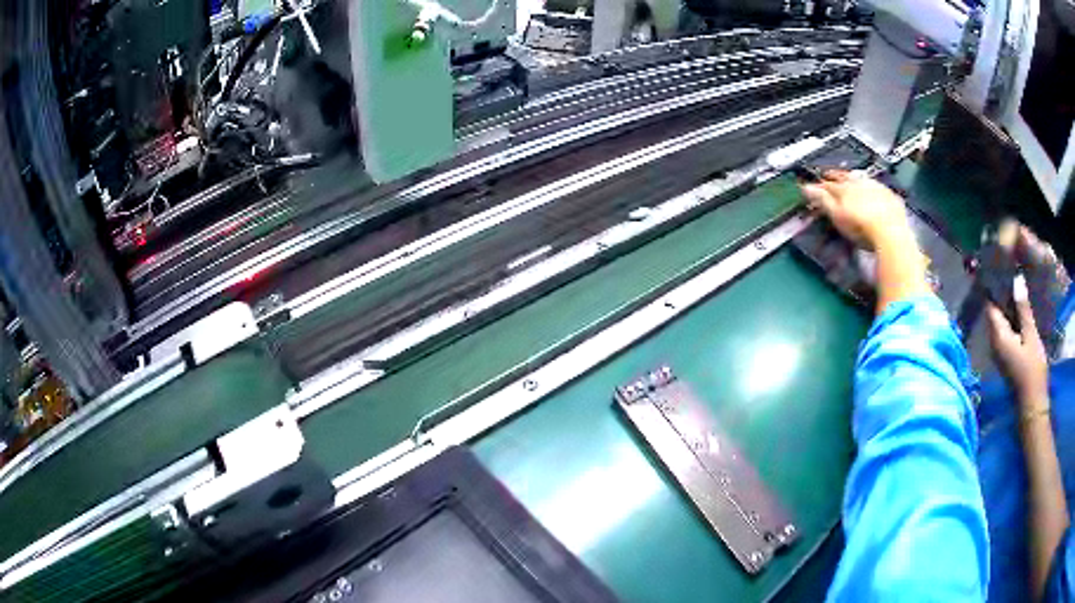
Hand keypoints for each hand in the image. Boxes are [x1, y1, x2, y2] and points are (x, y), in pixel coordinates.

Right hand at [800, 171, 912, 249]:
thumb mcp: (837, 216)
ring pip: (860, 178)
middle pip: (844, 177)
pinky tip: (873, 190)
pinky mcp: (889, 196)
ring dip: (853, 178)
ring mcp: (875, 187)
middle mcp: (858, 183)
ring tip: (849, 179)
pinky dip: (872, 187)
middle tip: (829, 175)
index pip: (827, 184)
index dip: (818, 185)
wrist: (890, 231)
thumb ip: (823, 200)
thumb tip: (806, 188)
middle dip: (835, 176)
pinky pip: (877, 187)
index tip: (811, 186)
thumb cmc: (861, 227)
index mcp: (843, 188)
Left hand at [988, 275, 1048, 404]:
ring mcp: (998, 352)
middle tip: (1009, 271)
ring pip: (1000, 322)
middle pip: (994, 313)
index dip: (994, 286)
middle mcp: (993, 344)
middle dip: (1000, 294)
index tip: (999, 267)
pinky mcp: (1005, 357)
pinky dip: (1010, 319)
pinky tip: (1019, 309)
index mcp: (998, 337)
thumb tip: (1017, 280)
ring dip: (1006, 306)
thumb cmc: (1033, 371)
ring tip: (1015, 284)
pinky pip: (1005, 332)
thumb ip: (1023, 309)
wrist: (1031, 406)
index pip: (990, 305)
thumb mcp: (1031, 336)